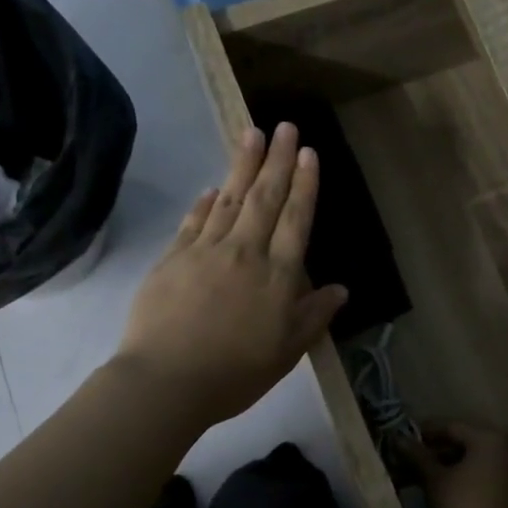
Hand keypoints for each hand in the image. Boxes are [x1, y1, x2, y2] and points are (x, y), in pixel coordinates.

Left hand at [115, 123, 346, 430]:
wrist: (166, 381)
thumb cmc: (235, 373)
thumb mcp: (287, 352)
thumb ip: (314, 316)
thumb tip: (341, 289)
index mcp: (277, 276)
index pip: (296, 220)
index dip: (304, 185)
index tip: (308, 153)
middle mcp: (245, 253)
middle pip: (265, 198)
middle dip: (277, 160)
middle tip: (285, 126)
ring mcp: (205, 252)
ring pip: (230, 199)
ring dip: (243, 165)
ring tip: (252, 134)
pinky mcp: (173, 259)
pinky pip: (194, 221)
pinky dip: (206, 202)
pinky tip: (213, 187)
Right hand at [404, 421, 507, 507]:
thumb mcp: (435, 481)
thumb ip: (418, 456)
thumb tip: (399, 439)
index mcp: (492, 438)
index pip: (453, 427)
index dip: (427, 432)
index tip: (408, 440)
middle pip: (473, 442)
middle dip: (445, 451)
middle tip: (420, 462)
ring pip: (487, 461)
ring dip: (463, 466)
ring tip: (438, 479)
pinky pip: (500, 477)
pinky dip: (481, 480)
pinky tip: (462, 493)